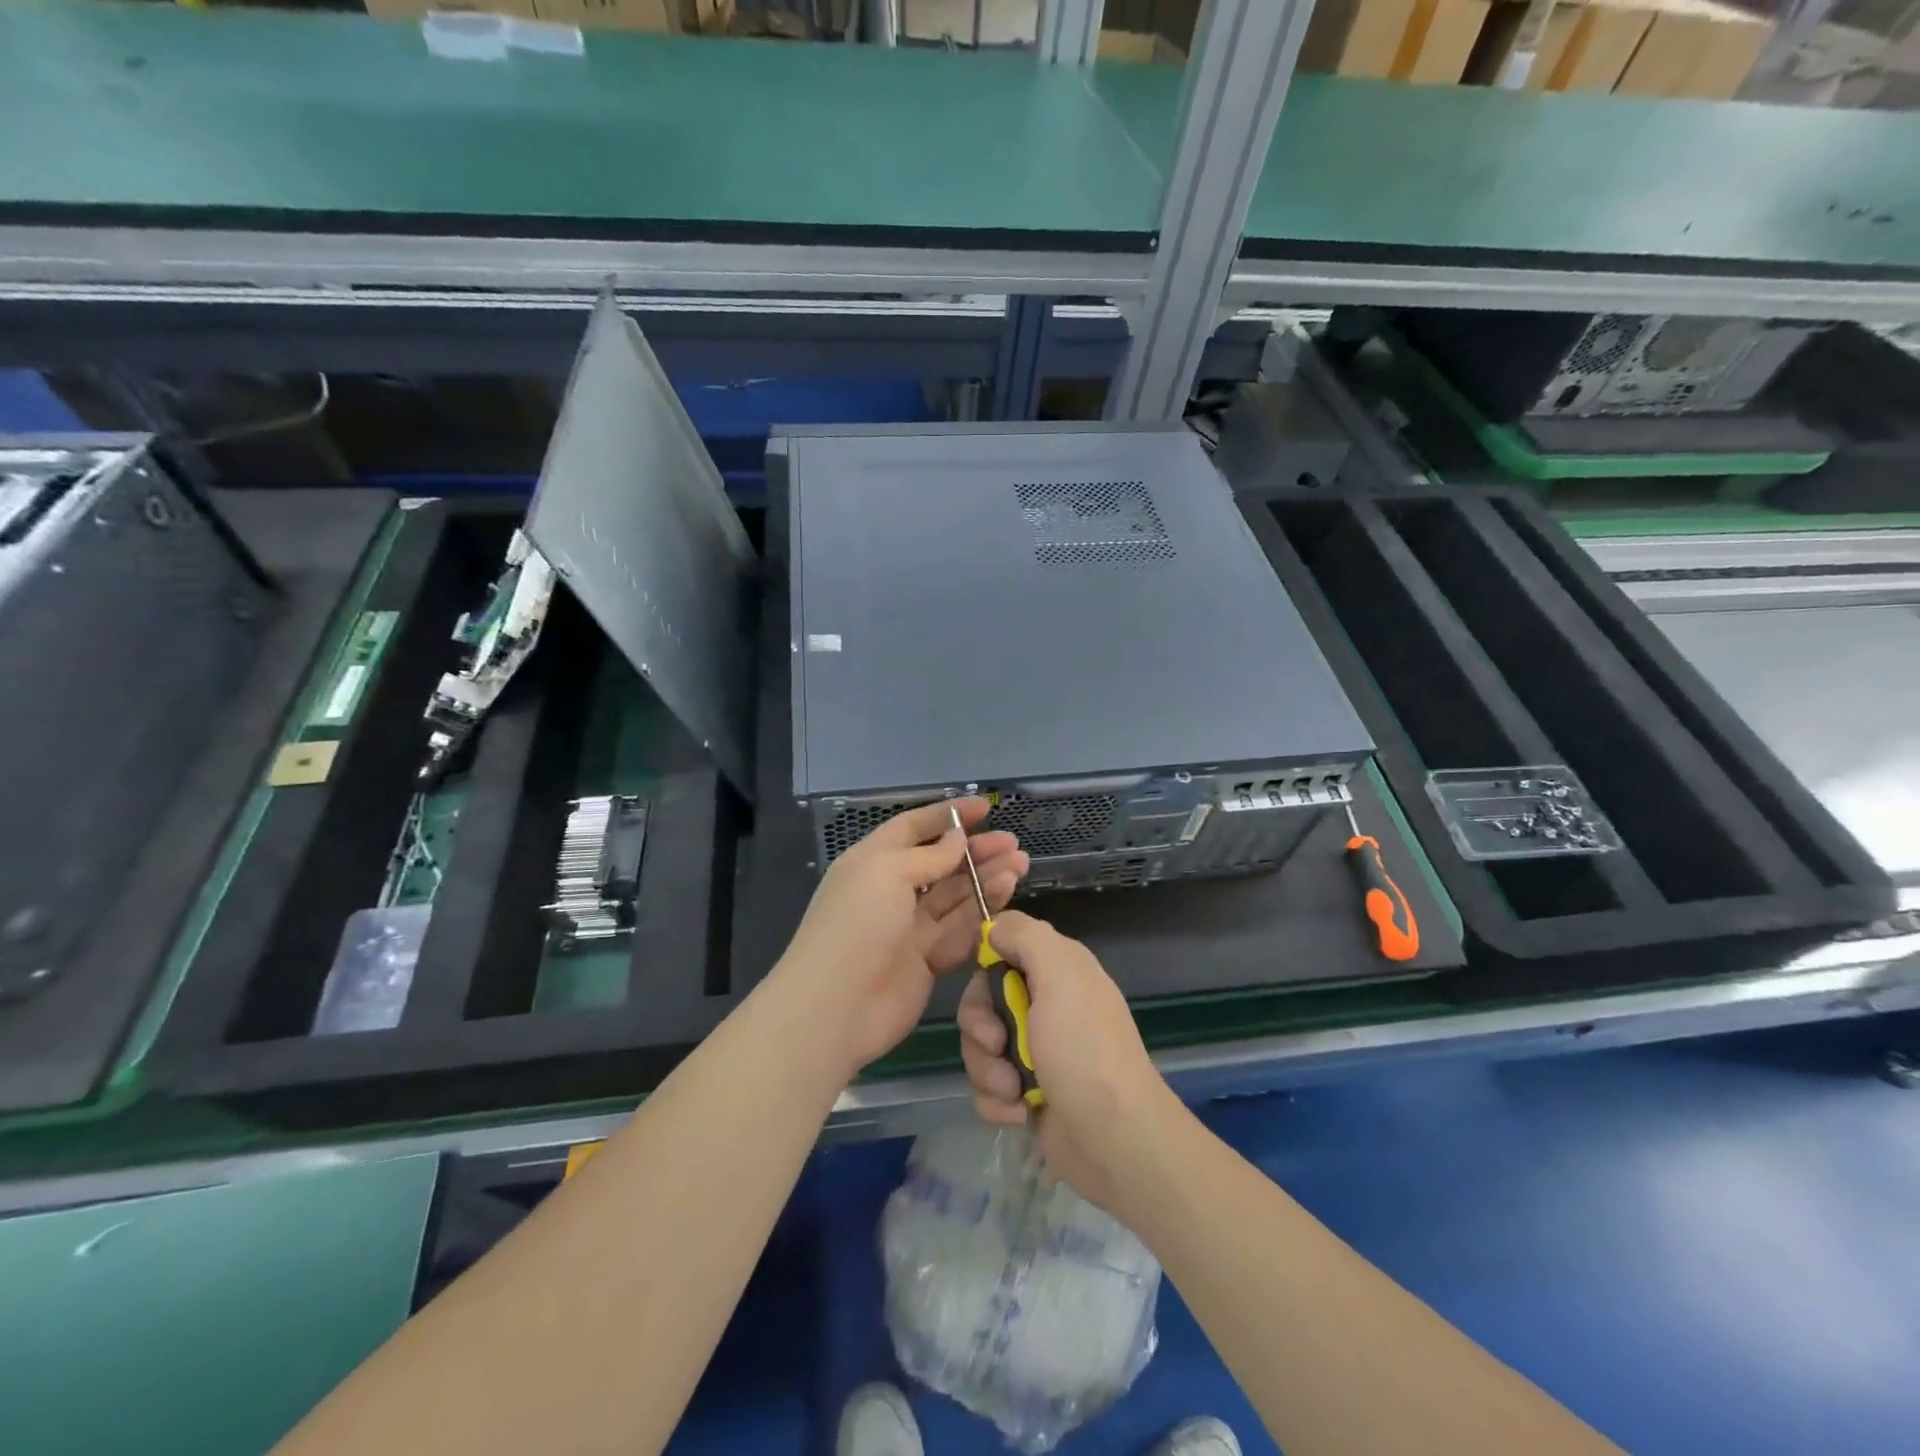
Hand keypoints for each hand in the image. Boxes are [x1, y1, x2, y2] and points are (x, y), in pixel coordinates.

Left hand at [773, 798, 1026, 1080]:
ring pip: (956, 895)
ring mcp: (910, 927)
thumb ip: (929, 856)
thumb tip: (957, 839)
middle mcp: (892, 890)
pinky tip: (1007, 894)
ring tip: (1019, 864)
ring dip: (986, 878)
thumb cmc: (856, 925)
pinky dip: (983, 912)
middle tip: (1012, 843)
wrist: (836, 1007)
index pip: (913, 827)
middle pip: (941, 862)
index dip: (948, 815)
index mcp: (873, 861)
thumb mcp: (888, 873)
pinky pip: (960, 929)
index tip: (985, 808)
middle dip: (975, 850)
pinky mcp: (927, 960)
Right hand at [957, 911, 1178, 1211]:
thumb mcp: (1061, 975)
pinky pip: (987, 1086)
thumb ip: (1026, 936)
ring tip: (1015, 1089)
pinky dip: (998, 1101)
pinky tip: (1021, 1112)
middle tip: (998, 1045)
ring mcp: (1037, 1051)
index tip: (989, 988)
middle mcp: (1047, 1004)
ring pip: (981, 1046)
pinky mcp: (1027, 1093)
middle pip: (983, 1000)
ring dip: (988, 1069)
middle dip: (981, 1027)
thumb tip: (994, 926)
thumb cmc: (1085, 1051)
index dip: (986, 969)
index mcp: (1058, 970)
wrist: (1115, 1142)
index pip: (1002, 948)